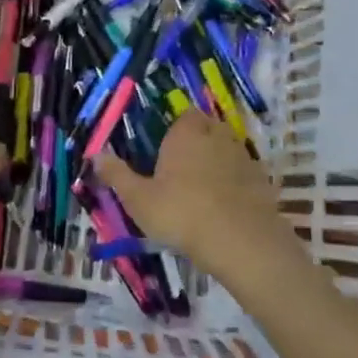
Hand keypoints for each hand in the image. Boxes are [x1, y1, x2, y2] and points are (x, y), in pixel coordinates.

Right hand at [94, 110, 302, 281]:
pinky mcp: (262, 180)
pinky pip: (245, 174)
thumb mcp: (139, 199)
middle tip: (183, 170)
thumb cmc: (181, 213)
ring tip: (204, 190)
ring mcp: (243, 156)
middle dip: (198, 142)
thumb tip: (95, 154)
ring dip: (218, 162)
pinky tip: (227, 206)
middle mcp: (216, 135)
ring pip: (228, 149)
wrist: (240, 240)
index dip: (177, 130)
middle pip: (208, 128)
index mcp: (186, 133)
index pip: (184, 116)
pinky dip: (237, 183)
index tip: (166, 151)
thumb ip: (117, 175)